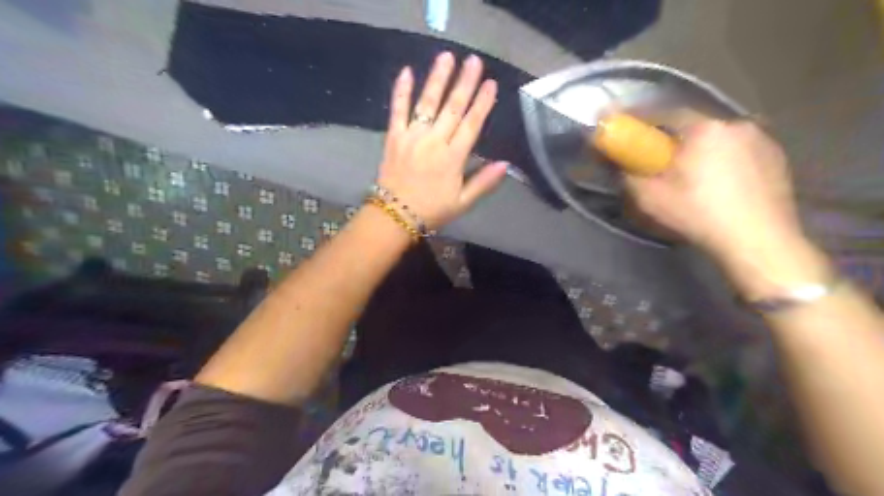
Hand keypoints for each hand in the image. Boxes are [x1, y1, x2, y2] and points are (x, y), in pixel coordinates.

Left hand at [376, 50, 508, 227]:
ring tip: (447, 57)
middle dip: (465, 83)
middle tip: (473, 61)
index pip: (471, 124)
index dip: (482, 103)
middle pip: (452, 108)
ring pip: (427, 103)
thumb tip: (505, 164)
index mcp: (453, 158)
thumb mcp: (462, 202)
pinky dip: (401, 91)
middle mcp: (434, 142)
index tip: (491, 83)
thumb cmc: (432, 211)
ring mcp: (412, 137)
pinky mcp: (394, 137)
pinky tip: (407, 71)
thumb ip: (483, 182)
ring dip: (438, 79)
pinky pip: (397, 110)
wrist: (395, 216)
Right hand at [625, 122, 824, 295]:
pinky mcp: (777, 157)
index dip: (645, 120)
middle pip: (695, 125)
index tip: (631, 130)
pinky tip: (720, 181)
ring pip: (719, 138)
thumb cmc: (699, 214)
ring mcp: (761, 139)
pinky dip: (725, 159)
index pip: (667, 114)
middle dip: (676, 138)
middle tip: (662, 158)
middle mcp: (735, 124)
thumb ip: (629, 177)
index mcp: (704, 128)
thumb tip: (623, 166)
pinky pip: (740, 150)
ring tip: (693, 172)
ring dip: (702, 148)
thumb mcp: (650, 199)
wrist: (758, 241)